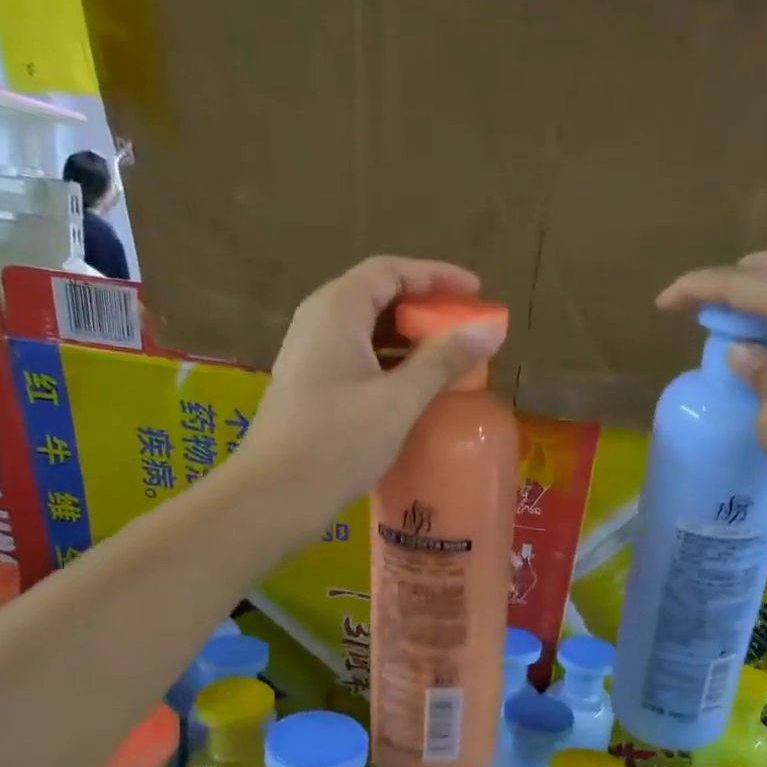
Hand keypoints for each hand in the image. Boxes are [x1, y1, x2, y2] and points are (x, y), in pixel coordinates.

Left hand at [232, 256, 505, 520]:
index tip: (476, 292)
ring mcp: (310, 354)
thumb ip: (444, 359)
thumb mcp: (399, 399)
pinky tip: (414, 387)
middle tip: (465, 328)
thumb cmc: (338, 441)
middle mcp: (318, 321)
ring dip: (409, 338)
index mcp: (337, 310)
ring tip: (448, 358)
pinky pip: (357, 357)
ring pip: (367, 330)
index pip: (391, 271)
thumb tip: (491, 328)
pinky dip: (390, 362)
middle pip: (378, 296)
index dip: (436, 275)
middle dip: (425, 308)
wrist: (274, 495)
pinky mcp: (310, 385)